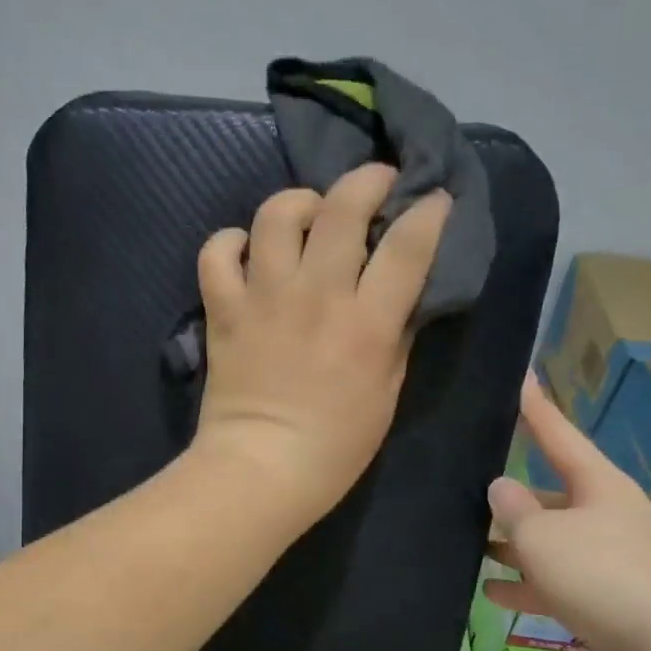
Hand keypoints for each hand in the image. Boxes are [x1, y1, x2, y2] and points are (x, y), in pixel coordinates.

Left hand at [190, 163, 449, 528]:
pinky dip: (230, 242)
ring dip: (299, 202)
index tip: (433, 201)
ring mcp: (265, 298)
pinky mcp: (224, 310)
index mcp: (367, 323)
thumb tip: (399, 291)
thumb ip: (396, 333)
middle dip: (367, 180)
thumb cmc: (336, 445)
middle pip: (343, 207)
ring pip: (277, 215)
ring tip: (308, 214)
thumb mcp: (388, 392)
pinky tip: (246, 251)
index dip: (428, 211)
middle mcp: (318, 296)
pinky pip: (217, 253)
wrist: (261, 470)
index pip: (408, 244)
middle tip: (375, 185)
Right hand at [484, 377, 650, 650]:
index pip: (558, 435)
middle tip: (468, 488)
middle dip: (511, 496)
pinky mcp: (604, 599)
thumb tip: (501, 487)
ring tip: (470, 544)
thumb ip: (513, 509)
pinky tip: (491, 592)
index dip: (535, 409)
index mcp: (597, 485)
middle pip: (549, 496)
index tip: (520, 379)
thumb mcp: (542, 534)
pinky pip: (555, 582)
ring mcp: (607, 559)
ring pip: (549, 542)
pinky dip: (525, 585)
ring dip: (513, 546)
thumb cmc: (599, 573)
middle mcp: (604, 516)